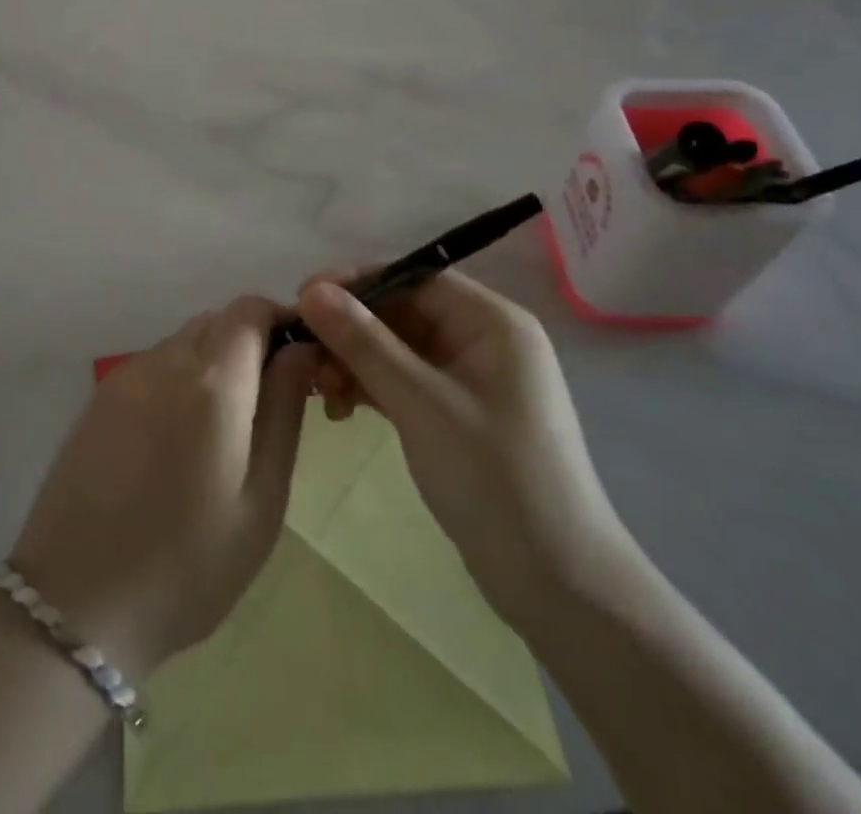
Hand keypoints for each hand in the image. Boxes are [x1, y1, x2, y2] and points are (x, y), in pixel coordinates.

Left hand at [11, 298, 316, 676]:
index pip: (251, 310)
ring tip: (224, 426)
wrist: (74, 605)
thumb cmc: (187, 565)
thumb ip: (284, 411)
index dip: (281, 321)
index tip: (301, 362)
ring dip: (215, 359)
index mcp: (211, 381)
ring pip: (184, 340)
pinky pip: (154, 364)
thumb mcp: (261, 499)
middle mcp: (165, 361)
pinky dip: (180, 376)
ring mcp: (125, 376)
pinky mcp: (99, 398)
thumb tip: (301, 350)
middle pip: (217, 320)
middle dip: (251, 342)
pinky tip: (179, 436)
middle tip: (269, 401)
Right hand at [298, 271, 631, 626]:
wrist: (558, 584)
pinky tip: (342, 410)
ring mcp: (473, 378)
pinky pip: (406, 381)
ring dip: (356, 363)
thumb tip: (311, 289)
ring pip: (399, 349)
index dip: (356, 282)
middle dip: (351, 331)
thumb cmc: (494, 478)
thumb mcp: (419, 403)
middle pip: (402, 312)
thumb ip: (363, 341)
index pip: (413, 277)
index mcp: (491, 321)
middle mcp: (484, 339)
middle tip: (305, 358)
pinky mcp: (460, 413)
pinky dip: (373, 389)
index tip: (302, 299)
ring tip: (323, 395)